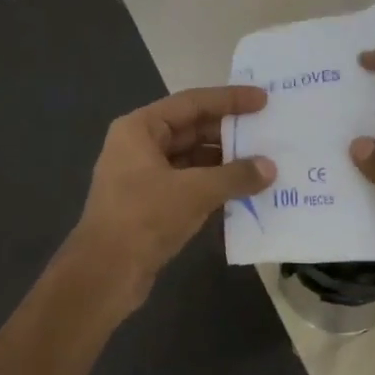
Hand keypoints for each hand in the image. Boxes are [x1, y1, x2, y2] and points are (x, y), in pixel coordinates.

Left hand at [66, 85, 275, 310]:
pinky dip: (215, 185)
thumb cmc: (144, 218)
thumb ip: (235, 176)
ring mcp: (144, 176)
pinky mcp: (152, 204)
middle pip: (192, 129)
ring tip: (263, 162)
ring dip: (225, 162)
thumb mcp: (194, 192)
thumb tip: (270, 168)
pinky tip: (244, 190)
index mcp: (140, 129)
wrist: (104, 274)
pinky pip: (190, 184)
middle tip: (268, 132)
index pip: (192, 103)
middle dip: (229, 132)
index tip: (263, 100)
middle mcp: (140, 146)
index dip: (229, 100)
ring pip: (193, 159)